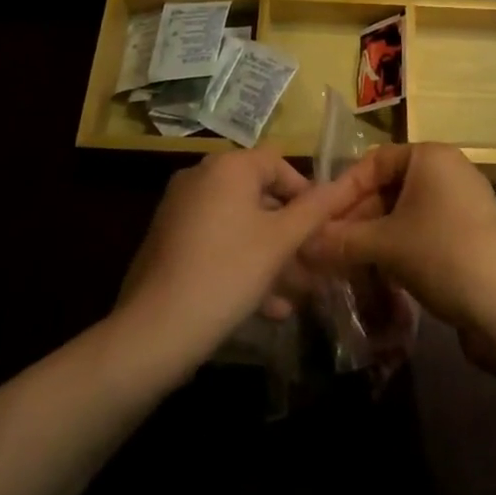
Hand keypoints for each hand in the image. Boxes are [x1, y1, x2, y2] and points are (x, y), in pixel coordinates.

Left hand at [114, 148, 367, 373]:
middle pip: (259, 196)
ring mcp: (180, 209)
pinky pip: (216, 242)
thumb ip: (313, 210)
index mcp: (228, 166)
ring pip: (239, 225)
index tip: (323, 230)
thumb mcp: (280, 242)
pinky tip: (266, 307)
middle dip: (290, 232)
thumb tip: (341, 186)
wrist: (153, 331)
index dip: (306, 194)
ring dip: (270, 255)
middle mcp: (201, 177)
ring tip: (296, 294)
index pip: (279, 164)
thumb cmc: (227, 273)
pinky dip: (241, 263)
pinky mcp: (168, 241)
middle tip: (313, 266)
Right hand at [306, 144, 495, 343]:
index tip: (317, 222)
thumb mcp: (386, 246)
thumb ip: (341, 241)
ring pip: (402, 214)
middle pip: (387, 188)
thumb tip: (300, 245)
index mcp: (429, 156)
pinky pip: (421, 231)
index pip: (372, 162)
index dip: (342, 191)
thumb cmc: (444, 255)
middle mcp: (446, 171)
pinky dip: (398, 248)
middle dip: (355, 219)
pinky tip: (377, 274)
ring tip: (344, 266)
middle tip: (325, 250)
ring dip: (373, 238)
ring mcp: (459, 203)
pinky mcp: (467, 235)